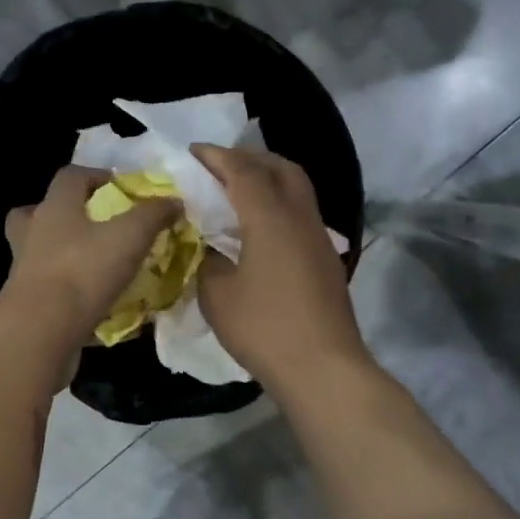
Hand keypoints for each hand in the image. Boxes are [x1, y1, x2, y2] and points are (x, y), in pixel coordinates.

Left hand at [0, 166, 180, 352]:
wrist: (40, 332)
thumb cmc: (82, 273)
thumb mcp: (130, 237)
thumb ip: (153, 215)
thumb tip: (173, 200)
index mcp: (55, 208)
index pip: (70, 176)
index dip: (97, 175)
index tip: (122, 187)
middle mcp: (33, 232)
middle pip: (42, 211)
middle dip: (68, 214)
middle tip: (97, 225)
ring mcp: (25, 269)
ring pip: (41, 251)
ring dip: (66, 254)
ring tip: (98, 266)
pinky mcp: (27, 303)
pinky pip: (49, 288)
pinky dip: (69, 291)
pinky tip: (95, 302)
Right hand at [192, 145, 369, 395]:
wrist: (322, 367)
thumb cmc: (264, 328)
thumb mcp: (217, 295)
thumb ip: (207, 260)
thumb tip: (208, 246)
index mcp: (270, 218)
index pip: (243, 171)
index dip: (216, 157)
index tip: (193, 151)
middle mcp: (300, 217)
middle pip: (280, 168)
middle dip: (249, 158)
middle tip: (219, 166)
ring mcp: (319, 238)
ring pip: (297, 189)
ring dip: (268, 179)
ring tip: (238, 192)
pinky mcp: (326, 260)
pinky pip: (301, 214)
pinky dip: (278, 205)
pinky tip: (259, 228)